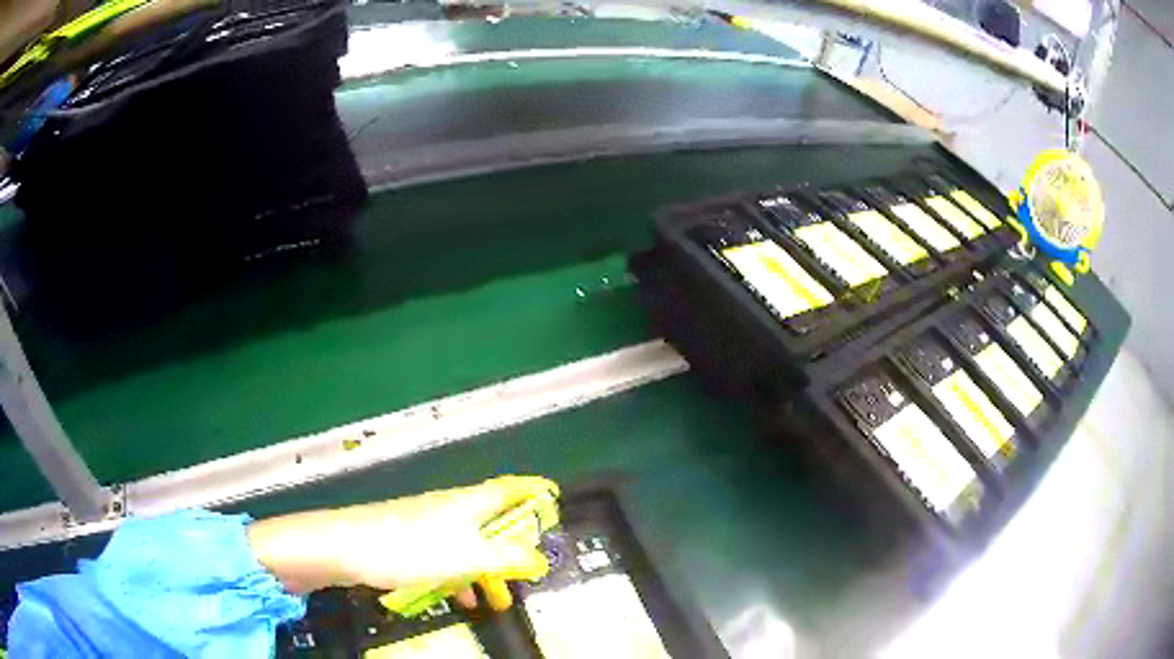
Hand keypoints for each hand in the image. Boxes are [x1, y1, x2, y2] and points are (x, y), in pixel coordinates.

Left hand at [248, 476, 557, 610]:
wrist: (344, 547)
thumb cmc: (409, 548)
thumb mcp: (466, 556)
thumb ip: (507, 558)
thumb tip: (540, 558)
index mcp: (469, 503)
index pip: (510, 489)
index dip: (533, 493)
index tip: (554, 503)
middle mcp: (451, 508)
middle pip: (492, 522)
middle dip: (513, 548)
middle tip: (529, 573)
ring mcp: (428, 524)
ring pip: (469, 545)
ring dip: (486, 570)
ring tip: (497, 600)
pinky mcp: (410, 541)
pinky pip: (446, 557)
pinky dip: (458, 576)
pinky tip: (458, 598)